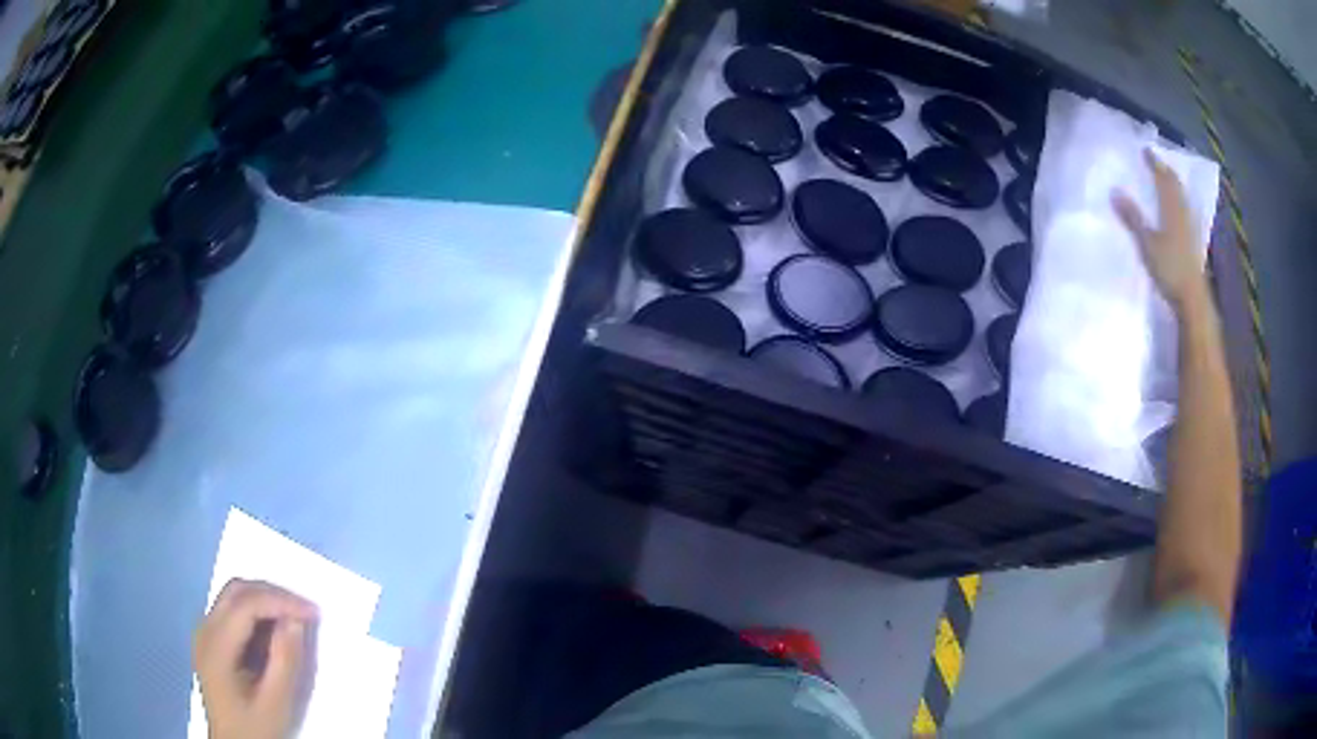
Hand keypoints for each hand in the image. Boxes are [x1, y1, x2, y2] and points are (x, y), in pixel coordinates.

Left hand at [194, 579, 317, 738]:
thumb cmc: (255, 728)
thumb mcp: (276, 703)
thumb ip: (285, 661)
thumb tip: (296, 621)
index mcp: (216, 645)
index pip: (246, 604)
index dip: (280, 601)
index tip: (314, 612)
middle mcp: (205, 630)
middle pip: (237, 591)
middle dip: (273, 593)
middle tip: (306, 610)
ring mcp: (206, 633)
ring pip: (234, 596)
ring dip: (265, 599)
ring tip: (294, 618)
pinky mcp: (212, 640)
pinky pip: (233, 611)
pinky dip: (257, 612)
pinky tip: (274, 630)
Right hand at [1112, 148, 1207, 310]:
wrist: (1193, 299)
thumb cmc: (1170, 269)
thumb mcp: (1147, 244)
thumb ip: (1132, 218)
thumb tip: (1114, 191)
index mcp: (1172, 209)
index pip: (1163, 179)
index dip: (1155, 163)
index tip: (1146, 151)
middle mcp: (1184, 213)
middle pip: (1176, 186)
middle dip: (1166, 172)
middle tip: (1157, 162)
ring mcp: (1191, 228)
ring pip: (1183, 198)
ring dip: (1174, 186)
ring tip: (1167, 181)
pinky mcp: (1194, 242)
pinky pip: (1186, 212)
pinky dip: (1180, 203)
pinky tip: (1178, 209)